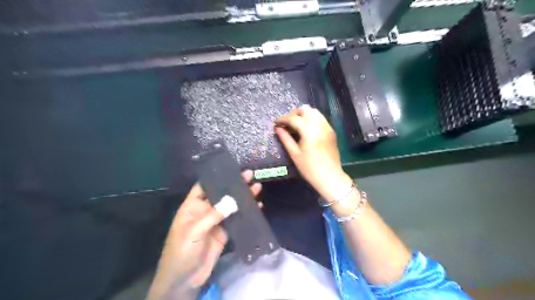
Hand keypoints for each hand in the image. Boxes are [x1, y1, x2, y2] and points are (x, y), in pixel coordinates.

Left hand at [147, 171, 262, 298]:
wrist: (184, 280)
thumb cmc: (182, 252)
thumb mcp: (194, 231)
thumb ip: (213, 215)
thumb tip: (233, 200)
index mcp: (192, 207)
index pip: (204, 187)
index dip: (216, 177)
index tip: (231, 169)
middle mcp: (205, 211)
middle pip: (221, 194)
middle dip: (234, 185)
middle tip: (249, 174)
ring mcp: (216, 222)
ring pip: (231, 206)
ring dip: (243, 198)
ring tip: (257, 186)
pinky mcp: (224, 233)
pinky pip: (236, 220)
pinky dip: (246, 213)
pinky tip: (257, 206)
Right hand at [276, 104, 351, 202]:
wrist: (330, 177)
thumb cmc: (310, 168)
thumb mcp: (295, 154)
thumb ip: (285, 139)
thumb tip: (277, 129)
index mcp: (310, 131)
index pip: (294, 119)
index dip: (283, 119)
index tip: (275, 122)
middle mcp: (320, 125)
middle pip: (306, 109)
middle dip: (294, 114)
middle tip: (286, 123)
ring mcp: (327, 127)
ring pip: (314, 112)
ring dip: (303, 115)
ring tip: (296, 125)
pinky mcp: (331, 131)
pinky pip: (320, 118)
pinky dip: (311, 119)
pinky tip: (306, 129)